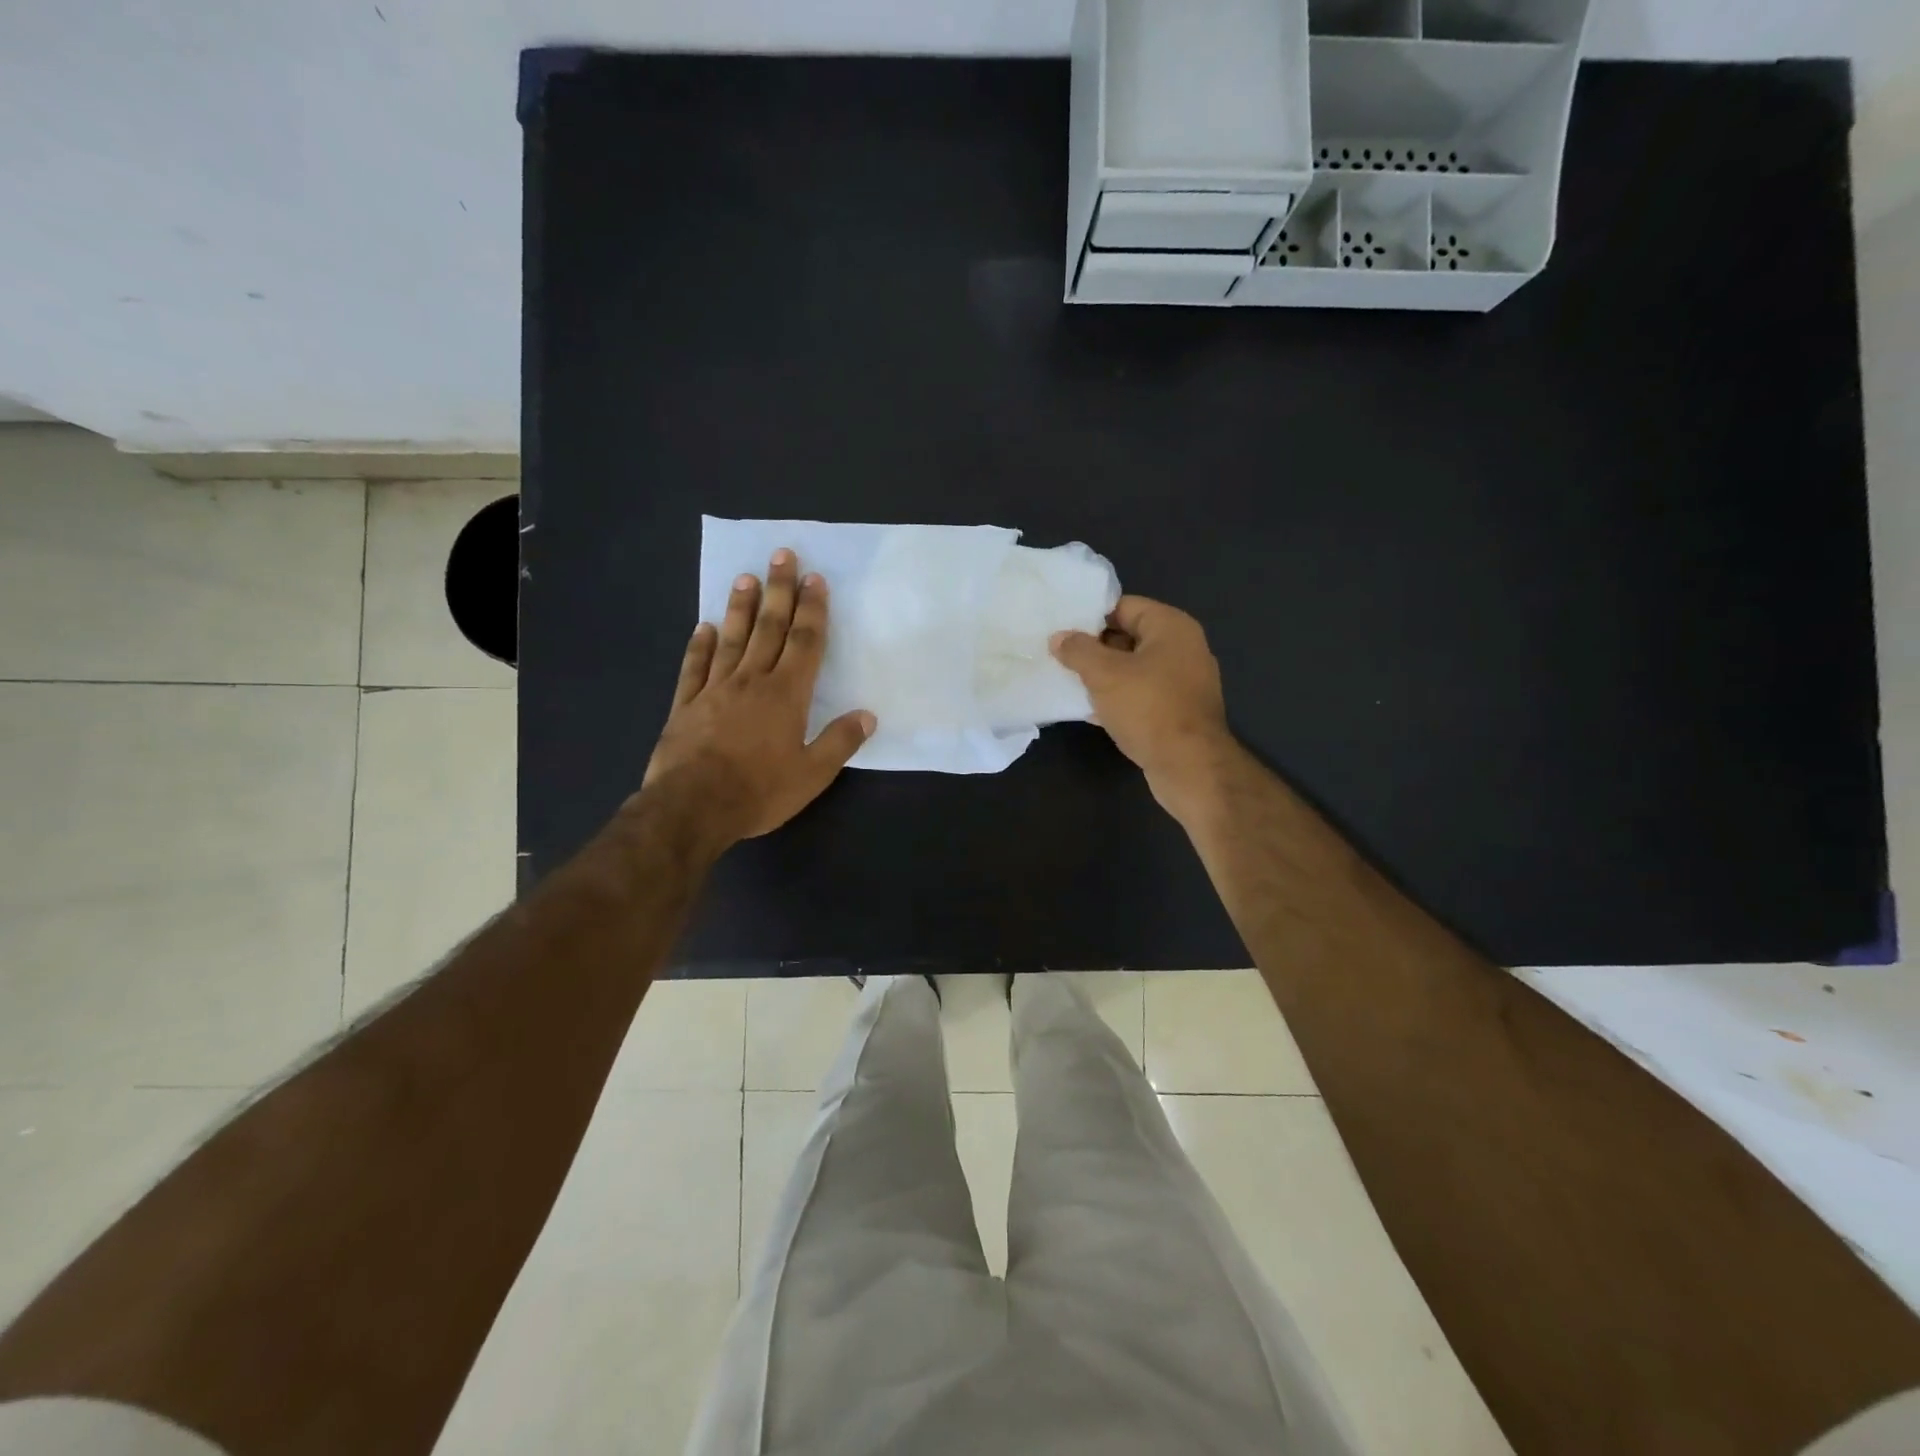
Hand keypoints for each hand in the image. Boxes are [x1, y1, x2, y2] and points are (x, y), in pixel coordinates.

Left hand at [641, 550, 874, 851]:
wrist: (692, 807)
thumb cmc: (759, 791)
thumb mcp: (812, 774)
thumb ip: (840, 741)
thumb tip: (868, 716)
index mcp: (786, 695)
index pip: (805, 643)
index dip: (813, 610)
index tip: (815, 579)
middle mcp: (751, 681)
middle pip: (768, 628)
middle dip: (779, 591)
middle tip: (781, 555)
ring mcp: (714, 690)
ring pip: (731, 639)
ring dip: (740, 608)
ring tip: (746, 578)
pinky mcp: (685, 705)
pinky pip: (694, 667)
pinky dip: (699, 646)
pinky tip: (704, 628)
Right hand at [1051, 595, 1232, 819]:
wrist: (1189, 766)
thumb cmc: (1148, 708)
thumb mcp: (1104, 674)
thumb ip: (1078, 650)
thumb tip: (1059, 637)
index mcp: (1171, 627)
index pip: (1124, 606)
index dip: (1091, 616)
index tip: (1062, 630)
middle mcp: (1183, 648)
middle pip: (1129, 637)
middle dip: (1094, 648)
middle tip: (1060, 657)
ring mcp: (1183, 682)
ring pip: (1133, 669)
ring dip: (1103, 676)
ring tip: (1069, 682)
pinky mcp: (1178, 712)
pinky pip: (1141, 695)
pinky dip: (1118, 699)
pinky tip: (1090, 710)